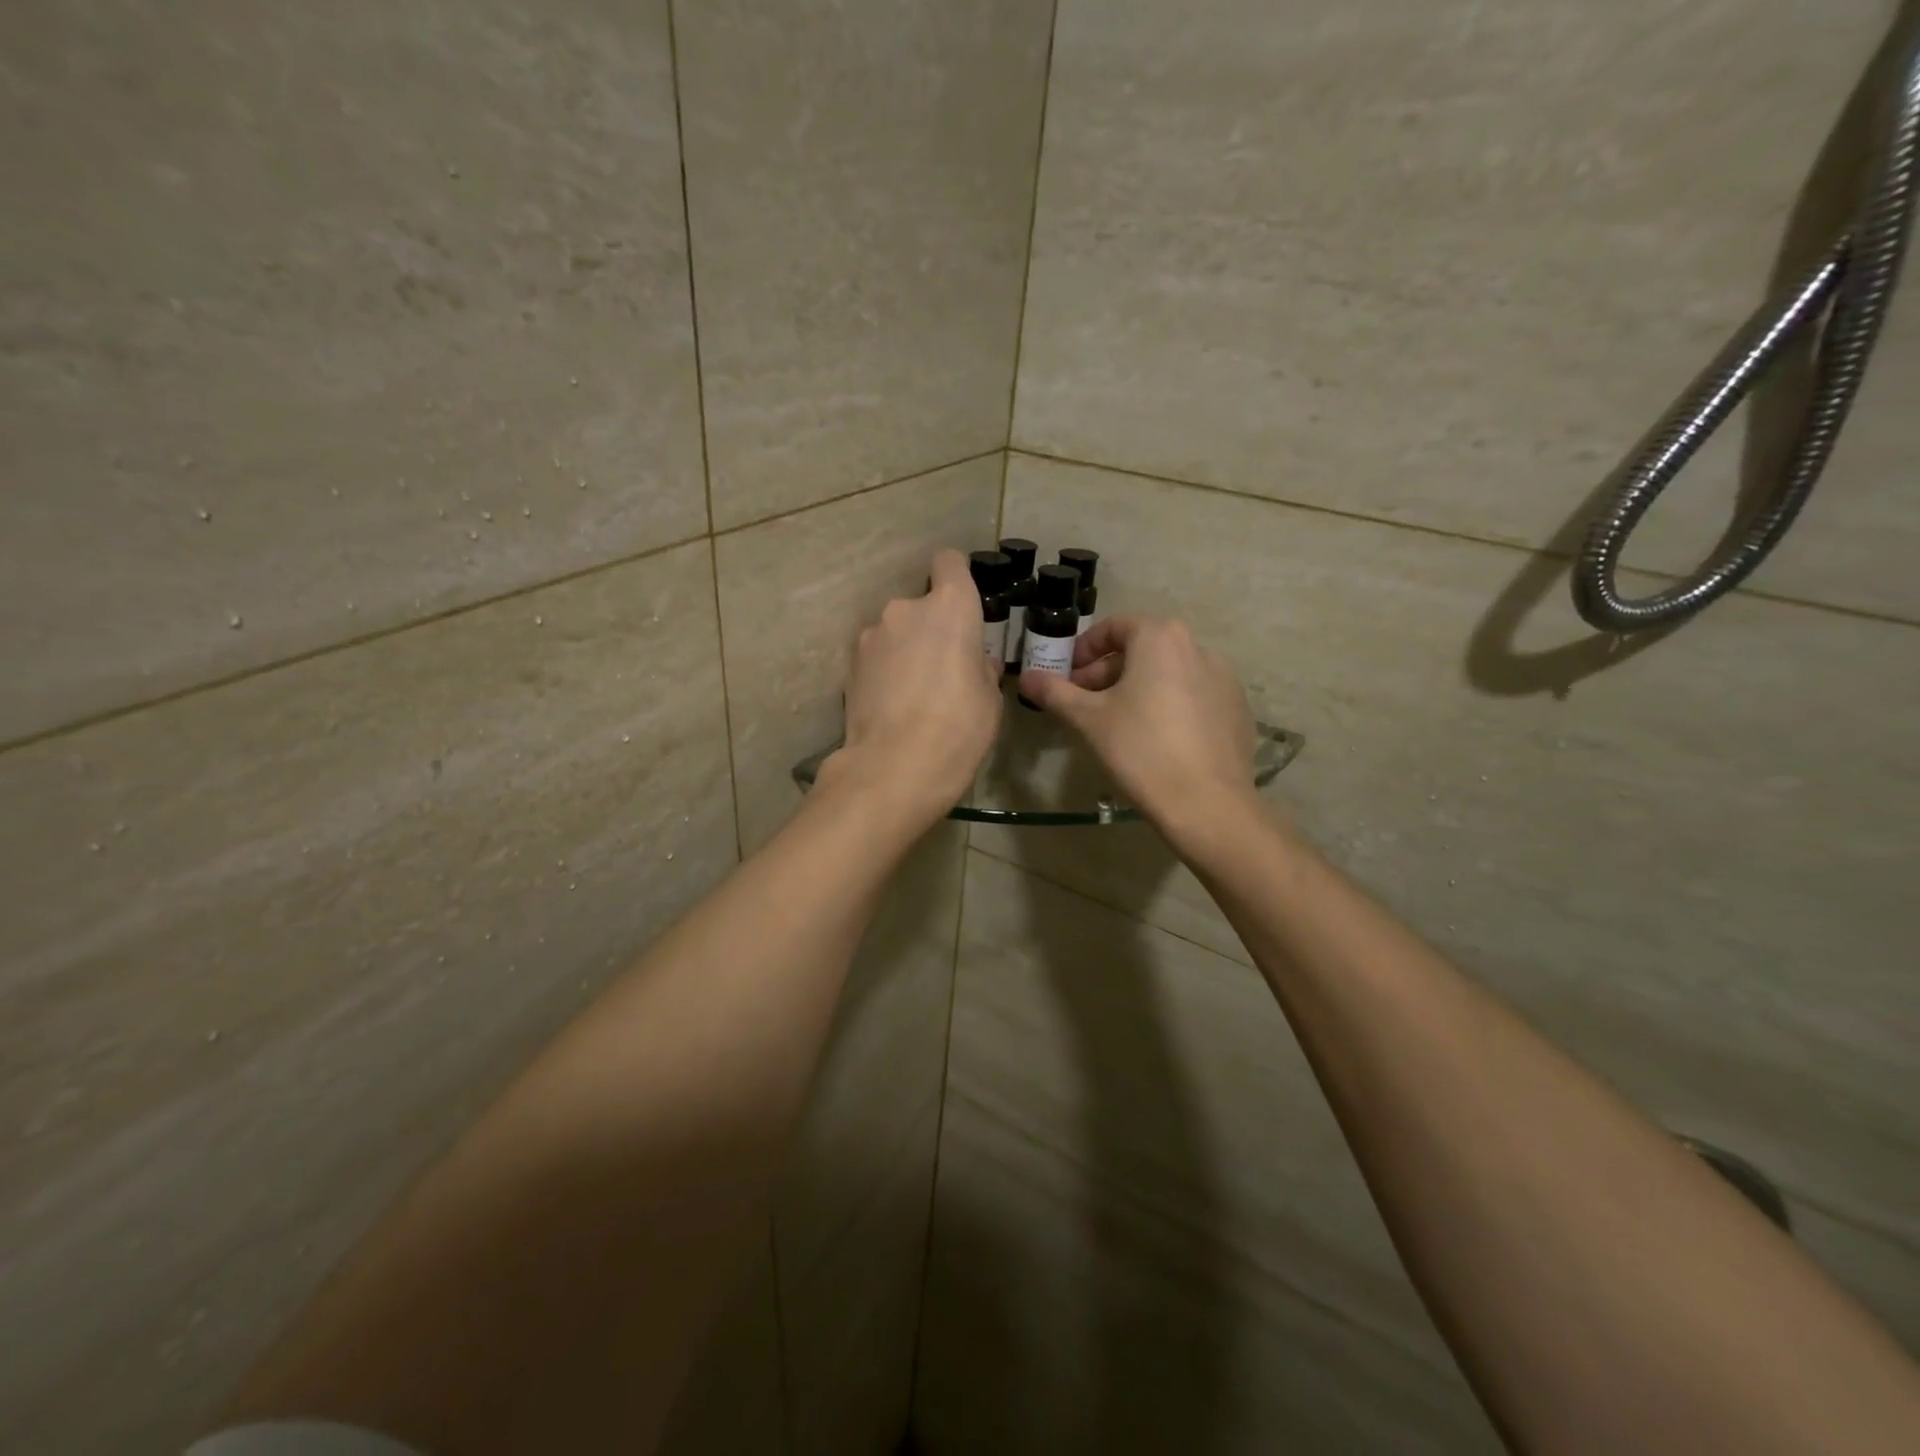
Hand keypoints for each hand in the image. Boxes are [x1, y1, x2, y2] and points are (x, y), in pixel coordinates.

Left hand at [822, 550, 1002, 828]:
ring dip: (904, 649)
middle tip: (943, 667)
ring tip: (913, 693)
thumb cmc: (960, 727)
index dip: (957, 576)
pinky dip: (884, 671)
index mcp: (951, 607)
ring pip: (895, 632)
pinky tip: (892, 705)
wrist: (896, 766)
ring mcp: (871, 635)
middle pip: (921, 605)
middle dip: (931, 628)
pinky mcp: (849, 664)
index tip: (963, 602)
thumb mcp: (990, 699)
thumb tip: (977, 661)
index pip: (949, 562)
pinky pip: (875, 657)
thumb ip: (982, 668)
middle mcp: (906, 609)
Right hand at [1019, 616, 1257, 843]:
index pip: (1115, 627)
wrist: (1207, 803)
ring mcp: (1224, 678)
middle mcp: (1197, 647)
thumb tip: (1026, 678)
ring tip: (1119, 722)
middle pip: (1143, 649)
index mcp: (1160, 639)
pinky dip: (1169, 704)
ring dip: (1139, 687)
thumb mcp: (1088, 720)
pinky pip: (1193, 695)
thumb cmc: (1140, 750)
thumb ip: (1055, 693)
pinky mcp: (1237, 708)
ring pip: (1169, 672)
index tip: (1068, 675)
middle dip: (1108, 672)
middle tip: (1085, 703)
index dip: (1085, 649)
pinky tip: (1157, 738)